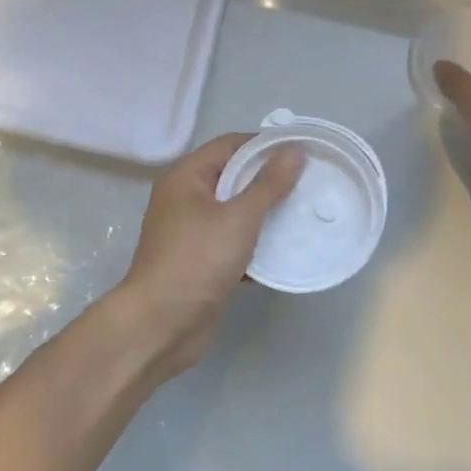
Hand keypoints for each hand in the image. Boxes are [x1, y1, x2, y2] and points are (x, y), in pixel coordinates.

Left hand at [108, 134, 304, 380]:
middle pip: (233, 177)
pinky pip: (234, 241)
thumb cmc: (197, 260)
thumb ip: (269, 184)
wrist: (161, 326)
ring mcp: (192, 232)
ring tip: (305, 212)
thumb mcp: (238, 218)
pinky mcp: (201, 261)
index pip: (230, 145)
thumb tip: (294, 150)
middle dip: (269, 180)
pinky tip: (287, 250)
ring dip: (266, 213)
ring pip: (235, 211)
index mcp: (187, 177)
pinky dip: (256, 243)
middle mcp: (186, 198)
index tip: (302, 151)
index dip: (265, 144)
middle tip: (310, 182)